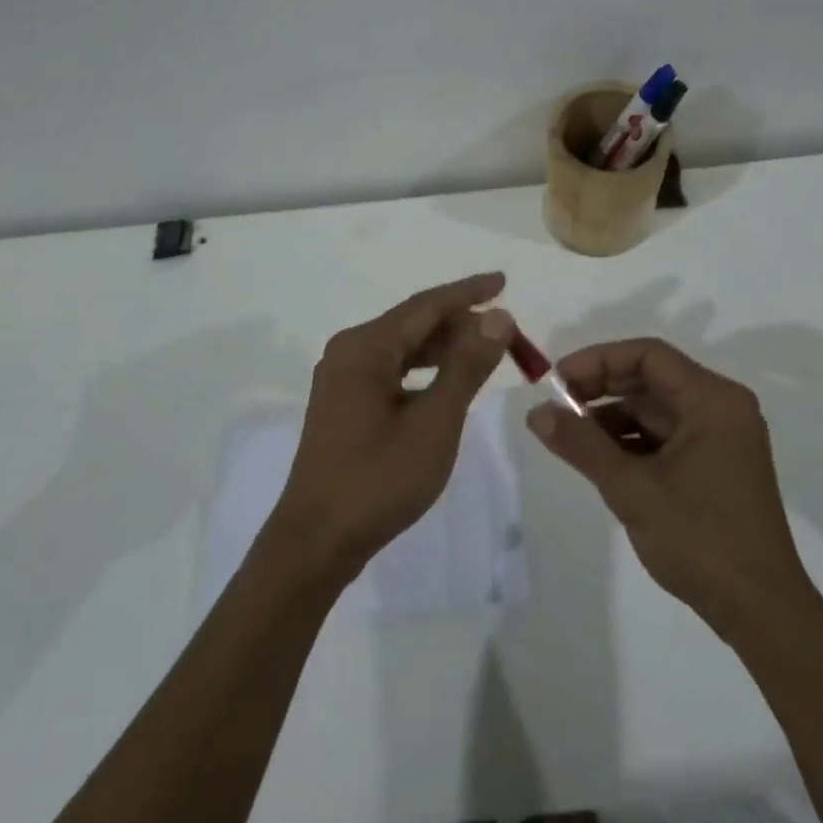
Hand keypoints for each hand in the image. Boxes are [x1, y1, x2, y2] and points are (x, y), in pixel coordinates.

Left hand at [271, 273, 514, 583]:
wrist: (317, 541)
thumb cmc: (379, 479)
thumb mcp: (435, 421)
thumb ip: (466, 366)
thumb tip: (497, 317)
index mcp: (365, 347)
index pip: (426, 306)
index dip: (468, 292)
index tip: (503, 281)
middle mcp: (348, 352)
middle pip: (412, 323)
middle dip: (459, 324)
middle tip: (504, 333)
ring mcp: (341, 379)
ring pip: (401, 348)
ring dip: (443, 348)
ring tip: (483, 353)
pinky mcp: (342, 404)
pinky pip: (390, 370)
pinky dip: (422, 370)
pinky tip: (445, 382)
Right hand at [525, 338, 811, 634]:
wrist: (760, 611)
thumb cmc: (699, 538)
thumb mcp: (631, 488)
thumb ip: (581, 444)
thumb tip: (536, 413)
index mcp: (713, 400)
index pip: (648, 355)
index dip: (598, 361)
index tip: (558, 381)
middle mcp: (722, 409)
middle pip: (652, 379)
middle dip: (601, 388)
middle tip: (557, 406)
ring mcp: (722, 439)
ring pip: (656, 410)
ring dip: (612, 418)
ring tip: (571, 438)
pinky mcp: (716, 466)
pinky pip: (666, 437)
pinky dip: (632, 442)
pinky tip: (600, 460)